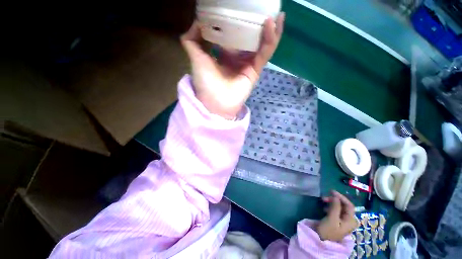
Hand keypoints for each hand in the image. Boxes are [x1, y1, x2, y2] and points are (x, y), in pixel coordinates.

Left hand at [180, 13, 284, 118]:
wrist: (215, 103)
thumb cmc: (205, 82)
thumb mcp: (196, 57)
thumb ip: (192, 39)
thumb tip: (198, 21)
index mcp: (225, 54)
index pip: (234, 33)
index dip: (238, 20)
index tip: (241, 6)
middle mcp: (238, 57)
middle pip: (251, 37)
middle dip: (257, 22)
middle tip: (262, 5)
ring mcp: (248, 64)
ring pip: (262, 44)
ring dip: (270, 28)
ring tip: (275, 12)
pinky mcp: (255, 71)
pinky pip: (265, 53)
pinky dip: (270, 40)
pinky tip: (273, 24)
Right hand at [317, 191, 358, 241]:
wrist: (321, 241)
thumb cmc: (328, 230)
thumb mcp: (331, 218)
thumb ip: (335, 207)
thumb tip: (335, 196)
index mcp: (351, 220)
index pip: (349, 205)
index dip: (341, 197)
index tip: (331, 191)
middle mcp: (349, 220)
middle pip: (344, 206)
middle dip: (334, 200)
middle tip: (324, 198)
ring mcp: (344, 222)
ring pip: (339, 208)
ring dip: (331, 203)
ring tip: (322, 202)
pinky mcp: (338, 222)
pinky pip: (336, 211)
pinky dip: (330, 207)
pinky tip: (324, 208)